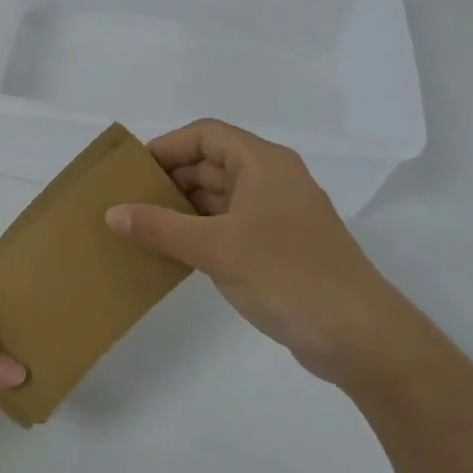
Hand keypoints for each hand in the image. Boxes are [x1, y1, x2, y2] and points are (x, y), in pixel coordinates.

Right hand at [106, 120, 419, 387]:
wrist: (360, 337)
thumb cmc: (288, 275)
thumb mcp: (216, 248)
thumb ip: (160, 228)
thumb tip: (112, 212)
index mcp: (263, 163)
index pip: (205, 135)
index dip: (167, 146)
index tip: (133, 171)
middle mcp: (271, 180)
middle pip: (211, 163)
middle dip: (170, 178)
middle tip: (128, 200)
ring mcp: (277, 214)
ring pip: (219, 196)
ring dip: (182, 207)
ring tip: (141, 226)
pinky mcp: (278, 246)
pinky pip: (229, 224)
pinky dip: (200, 230)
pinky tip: (172, 250)